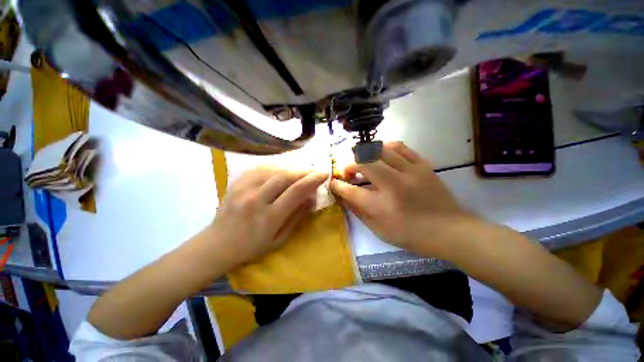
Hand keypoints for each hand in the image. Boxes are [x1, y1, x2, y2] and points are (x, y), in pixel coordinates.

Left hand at [209, 167, 327, 265]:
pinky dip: (275, 167)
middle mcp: (256, 199)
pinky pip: (260, 169)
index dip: (313, 180)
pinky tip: (281, 171)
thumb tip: (312, 198)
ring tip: (299, 172)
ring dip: (290, 169)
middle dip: (303, 171)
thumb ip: (297, 217)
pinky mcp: (237, 183)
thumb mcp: (280, 239)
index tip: (324, 174)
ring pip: (273, 170)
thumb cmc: (252, 246)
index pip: (296, 191)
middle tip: (313, 171)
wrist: (218, 244)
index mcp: (269, 217)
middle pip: (285, 176)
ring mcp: (244, 189)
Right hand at [330, 142, 471, 256]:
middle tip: (349, 172)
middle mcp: (394, 185)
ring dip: (366, 153)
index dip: (338, 185)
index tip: (333, 182)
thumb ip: (358, 211)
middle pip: (364, 163)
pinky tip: (382, 154)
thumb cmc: (412, 235)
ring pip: (380, 149)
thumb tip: (344, 196)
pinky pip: (400, 147)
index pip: (350, 191)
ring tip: (364, 161)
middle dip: (350, 165)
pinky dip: (385, 148)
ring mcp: (410, 172)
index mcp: (381, 207)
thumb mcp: (379, 230)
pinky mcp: (422, 165)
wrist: (450, 230)